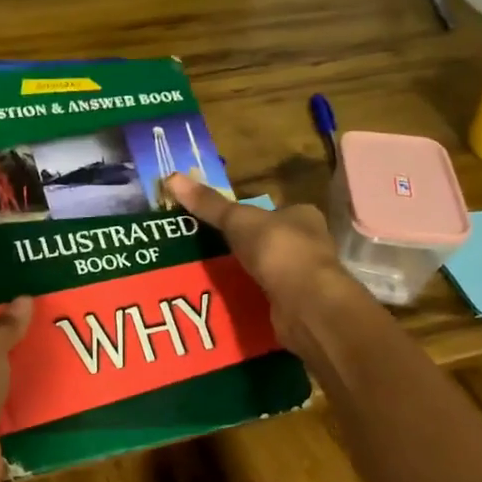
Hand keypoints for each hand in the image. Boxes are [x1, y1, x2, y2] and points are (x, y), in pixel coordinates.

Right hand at [163, 174, 357, 355]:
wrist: (304, 303)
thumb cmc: (278, 249)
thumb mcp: (237, 220)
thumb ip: (209, 204)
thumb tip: (172, 177)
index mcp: (303, 216)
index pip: (274, 211)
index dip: (249, 216)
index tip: (222, 225)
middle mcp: (309, 244)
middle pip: (270, 241)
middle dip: (244, 247)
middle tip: (209, 251)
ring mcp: (304, 276)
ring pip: (268, 270)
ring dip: (245, 273)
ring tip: (210, 276)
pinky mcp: (296, 304)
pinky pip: (266, 295)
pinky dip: (249, 296)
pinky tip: (226, 299)